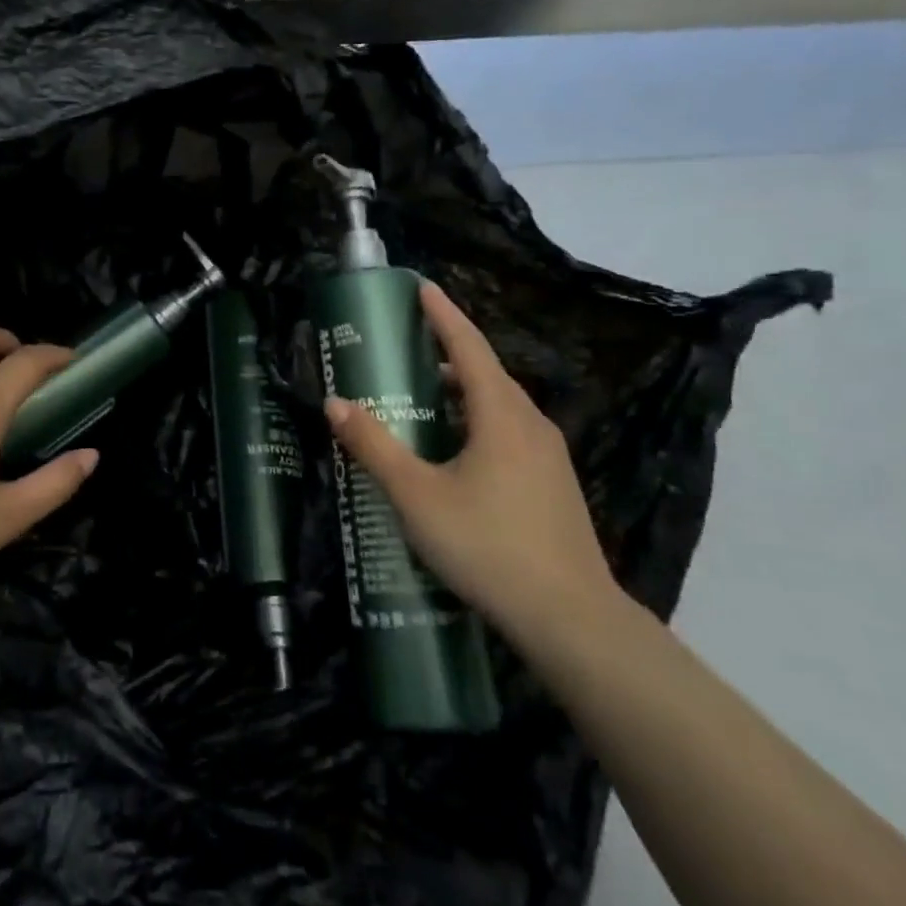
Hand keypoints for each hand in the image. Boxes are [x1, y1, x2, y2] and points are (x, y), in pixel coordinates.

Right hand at [322, 283, 616, 646]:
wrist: (570, 618)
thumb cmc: (487, 545)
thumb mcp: (416, 495)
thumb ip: (374, 446)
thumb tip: (335, 403)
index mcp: (501, 415)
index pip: (468, 347)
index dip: (443, 315)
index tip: (421, 287)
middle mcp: (531, 424)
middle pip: (485, 373)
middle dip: (446, 353)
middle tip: (404, 348)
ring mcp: (548, 456)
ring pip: (498, 406)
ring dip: (460, 392)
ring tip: (421, 398)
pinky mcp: (553, 484)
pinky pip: (508, 432)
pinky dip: (476, 422)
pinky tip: (454, 451)